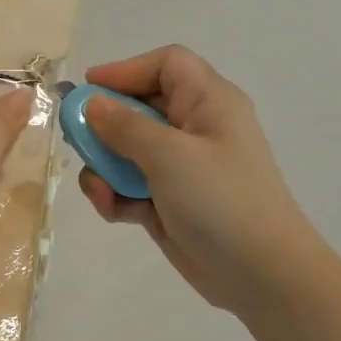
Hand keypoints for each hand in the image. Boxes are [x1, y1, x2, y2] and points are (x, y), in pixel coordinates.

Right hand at [78, 46, 314, 312]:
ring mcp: (182, 168)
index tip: (88, 91)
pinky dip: (116, 195)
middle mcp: (195, 128)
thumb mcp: (169, 155)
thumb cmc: (220, 201)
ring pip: (128, 150)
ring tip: (101, 189)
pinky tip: (114, 211)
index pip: (166, 65)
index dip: (126, 71)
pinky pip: (131, 185)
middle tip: (78, 142)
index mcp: (208, 103)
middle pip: (139, 107)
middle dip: (105, 125)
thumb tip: (92, 105)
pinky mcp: (169, 201)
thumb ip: (124, 126)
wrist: (261, 276)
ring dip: (106, 167)